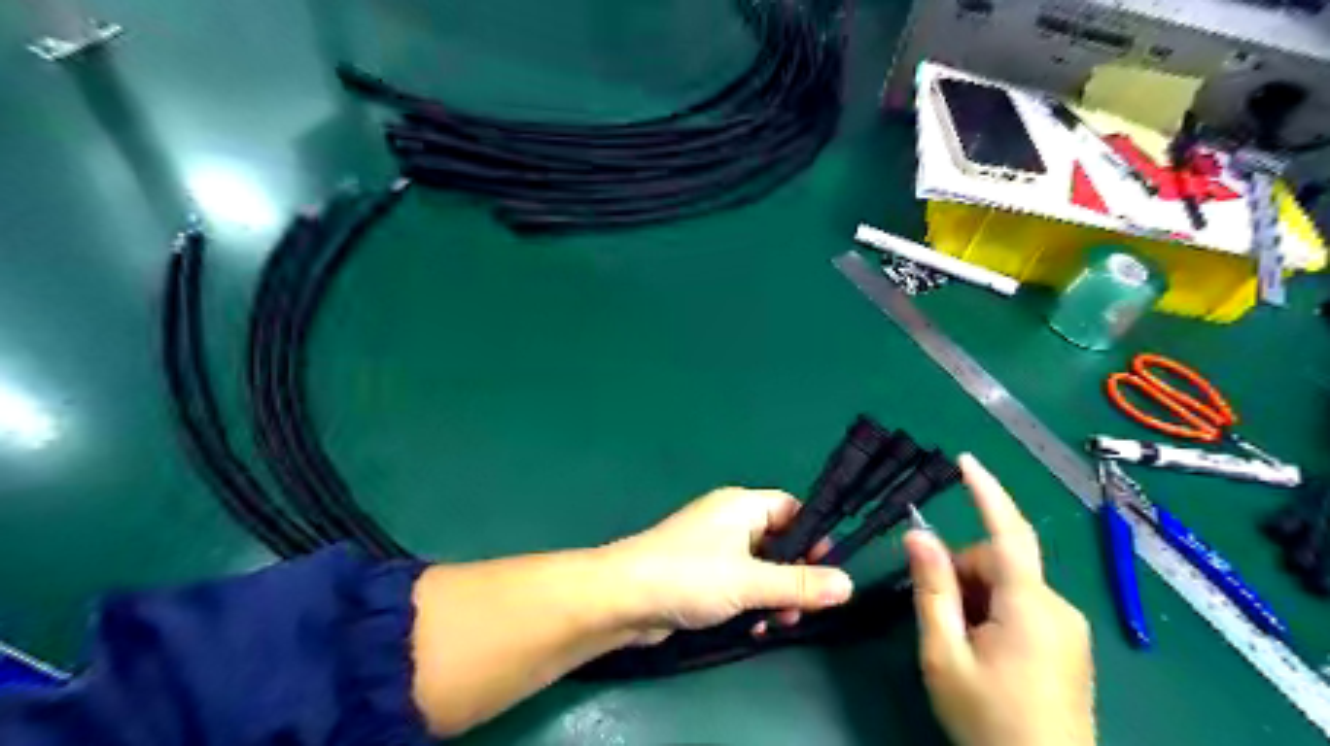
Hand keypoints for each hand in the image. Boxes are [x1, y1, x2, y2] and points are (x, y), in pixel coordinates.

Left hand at [605, 489, 857, 640]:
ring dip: (774, 595)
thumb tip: (848, 584)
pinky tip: (754, 627)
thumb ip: (799, 583)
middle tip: (803, 607)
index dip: (813, 537)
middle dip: (794, 575)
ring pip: (760, 567)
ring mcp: (714, 547)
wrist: (624, 597)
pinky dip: (751, 601)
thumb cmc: (690, 575)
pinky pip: (739, 583)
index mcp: (742, 505)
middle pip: (779, 542)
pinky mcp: (701, 574)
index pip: (792, 509)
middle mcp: (730, 521)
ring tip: (778, 623)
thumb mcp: (751, 581)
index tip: (827, 570)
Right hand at [904, 453, 1102, 745]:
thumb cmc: (989, 720)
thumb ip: (932, 589)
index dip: (986, 492)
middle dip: (962, 575)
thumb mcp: (944, 654)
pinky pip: (1023, 606)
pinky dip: (994, 612)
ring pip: (1008, 586)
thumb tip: (919, 535)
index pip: (1007, 532)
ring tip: (962, 644)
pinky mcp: (1069, 645)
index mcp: (1029, 606)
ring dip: (975, 598)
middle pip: (998, 563)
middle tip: (939, 617)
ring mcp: (1068, 628)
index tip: (965, 460)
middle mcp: (1058, 607)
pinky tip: (984, 651)